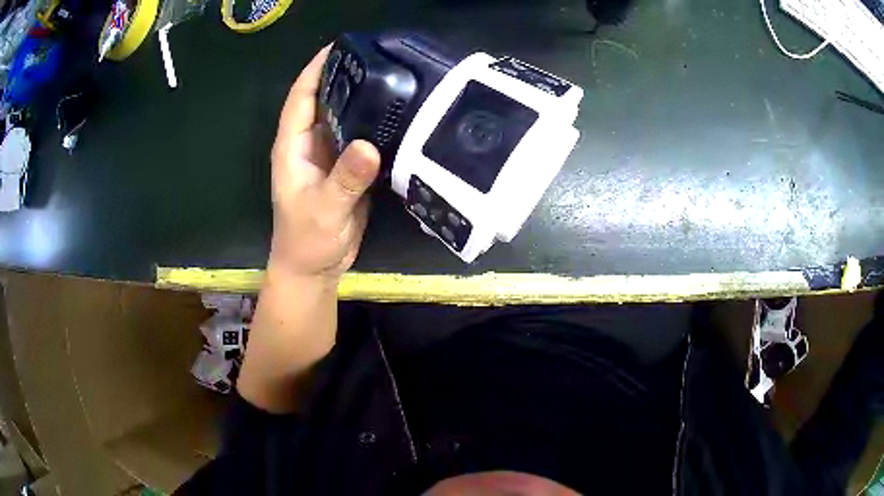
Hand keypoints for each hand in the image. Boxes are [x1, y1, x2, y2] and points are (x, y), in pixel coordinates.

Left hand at [268, 46, 380, 281]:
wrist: (315, 269)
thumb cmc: (307, 241)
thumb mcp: (324, 210)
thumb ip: (345, 180)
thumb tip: (369, 145)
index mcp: (292, 147)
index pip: (300, 98)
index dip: (315, 70)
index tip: (339, 46)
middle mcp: (308, 144)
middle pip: (323, 100)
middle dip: (343, 76)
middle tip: (377, 56)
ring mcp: (328, 156)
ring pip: (343, 118)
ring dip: (360, 98)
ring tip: (391, 77)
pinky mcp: (345, 169)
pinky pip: (358, 138)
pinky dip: (372, 124)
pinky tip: (394, 114)